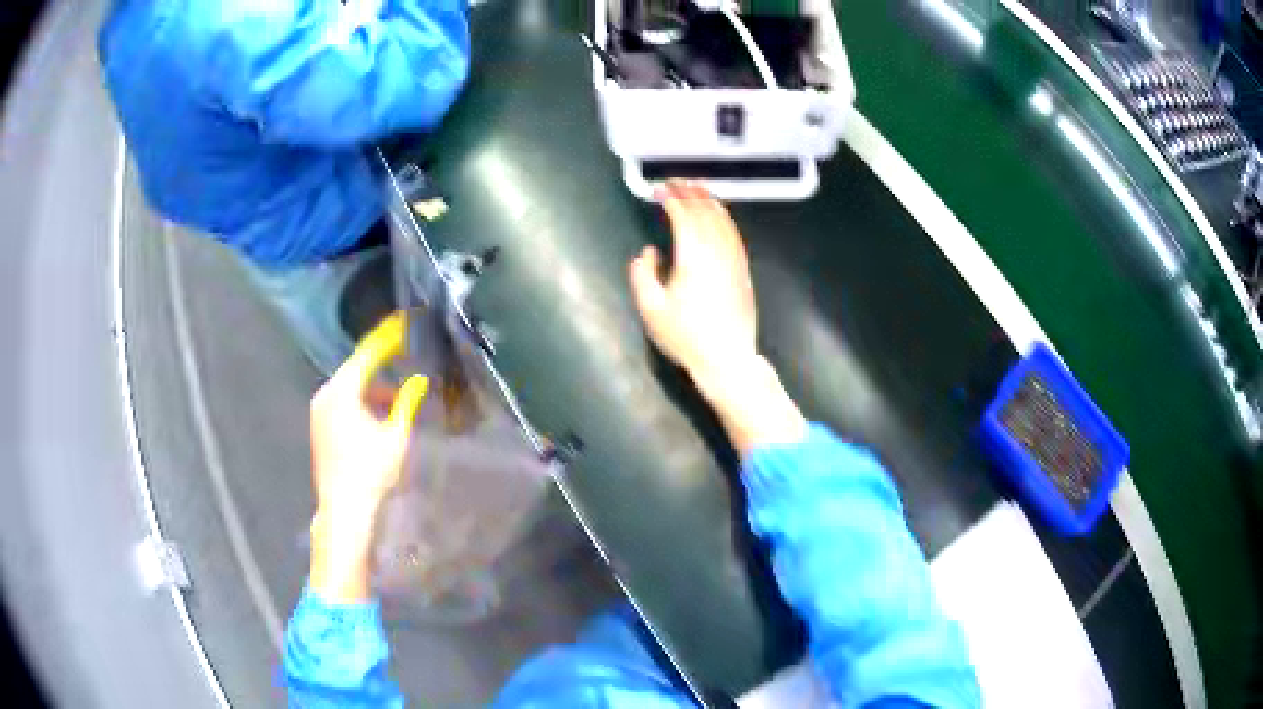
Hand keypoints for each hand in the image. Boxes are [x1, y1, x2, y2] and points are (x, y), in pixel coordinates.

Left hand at [309, 312, 427, 601]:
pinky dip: (362, 407)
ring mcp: (319, 412)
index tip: (403, 323)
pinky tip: (380, 424)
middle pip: (357, 372)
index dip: (387, 338)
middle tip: (408, 374)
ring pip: (351, 391)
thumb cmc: (371, 472)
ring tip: (399, 407)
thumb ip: (407, 403)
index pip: (367, 353)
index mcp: (342, 390)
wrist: (344, 511)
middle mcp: (325, 394)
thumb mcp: (396, 435)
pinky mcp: (319, 428)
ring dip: (374, 394)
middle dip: (383, 373)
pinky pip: (343, 405)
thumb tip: (418, 382)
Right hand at [629, 182, 805, 454]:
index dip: (671, 199)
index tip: (658, 190)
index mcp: (693, 256)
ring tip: (696, 189)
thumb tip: (648, 252)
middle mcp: (717, 251)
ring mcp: (734, 260)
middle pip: (705, 212)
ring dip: (709, 201)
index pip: (684, 216)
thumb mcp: (651, 309)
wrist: (727, 359)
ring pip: (724, 221)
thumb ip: (642, 274)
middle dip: (690, 193)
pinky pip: (734, 235)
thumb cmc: (685, 336)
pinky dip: (724, 218)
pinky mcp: (743, 271)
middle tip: (675, 182)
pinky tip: (719, 216)